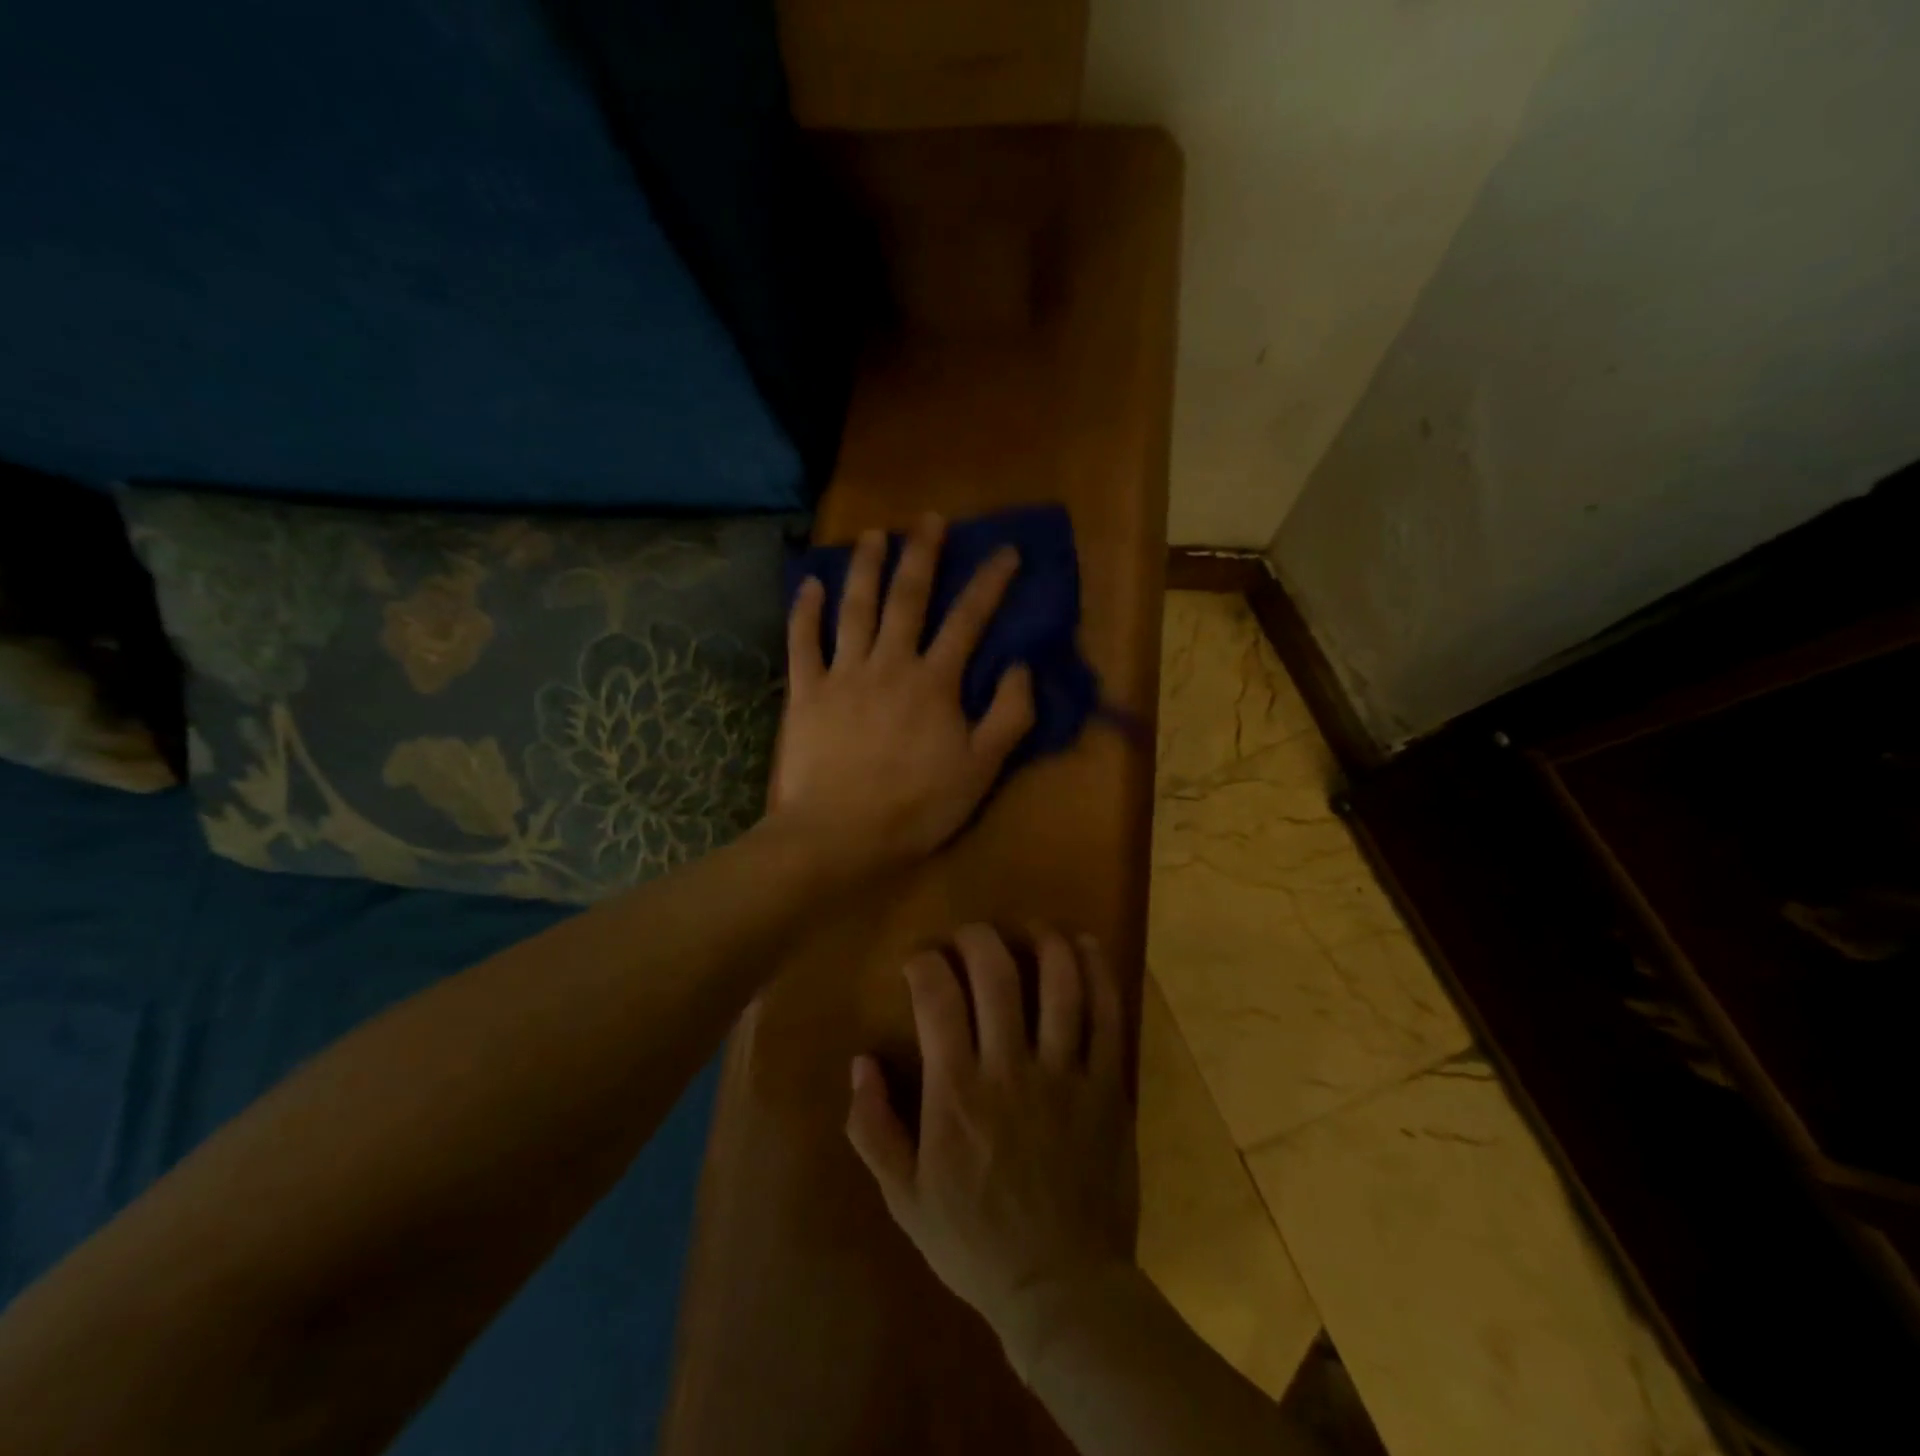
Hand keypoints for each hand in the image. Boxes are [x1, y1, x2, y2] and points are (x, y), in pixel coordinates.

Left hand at [771, 513, 1034, 878]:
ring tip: (873, 534)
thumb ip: (1008, 716)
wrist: (838, 836)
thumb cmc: (915, 808)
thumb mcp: (980, 770)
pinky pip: (802, 642)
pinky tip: (809, 583)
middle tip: (929, 519)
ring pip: (854, 608)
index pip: (968, 620)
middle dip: (922, 555)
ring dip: (865, 568)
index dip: (990, 583)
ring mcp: (842, 675)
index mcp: (934, 682)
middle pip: (907, 599)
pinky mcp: (805, 693)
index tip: (1006, 551)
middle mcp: (889, 664)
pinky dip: (804, 610)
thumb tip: (1020, 666)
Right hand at [846, 925, 1138, 1375]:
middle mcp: (1011, 1069)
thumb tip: (859, 1062)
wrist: (1062, 1289)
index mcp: (957, 1093)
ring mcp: (1066, 1075)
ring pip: (1059, 984)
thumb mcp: (903, 1198)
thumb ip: (872, 1127)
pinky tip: (1084, 946)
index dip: (925, 964)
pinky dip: (1097, 972)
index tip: (920, 961)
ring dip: (1043, 942)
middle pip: (997, 975)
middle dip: (978, 938)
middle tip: (969, 935)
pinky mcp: (1107, 1086)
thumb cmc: (975, 1243)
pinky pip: (1107, 1016)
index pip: (937, 998)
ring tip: (1030, 927)